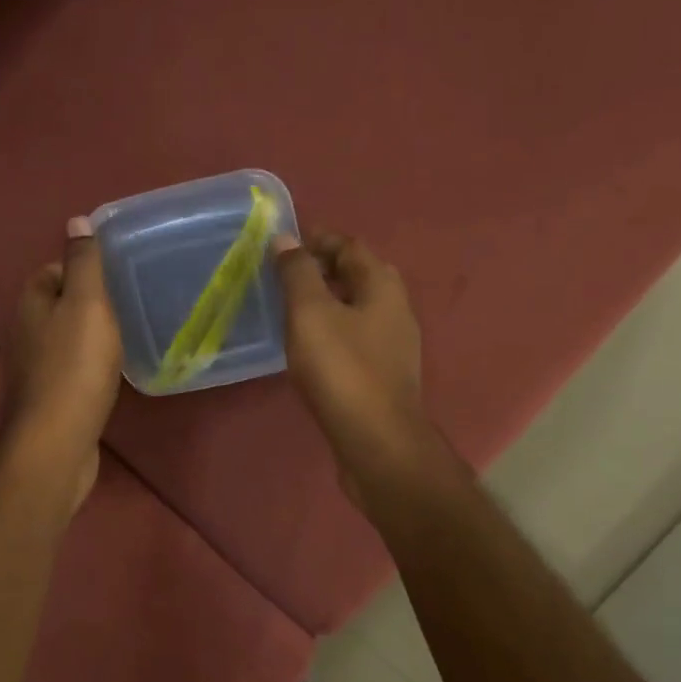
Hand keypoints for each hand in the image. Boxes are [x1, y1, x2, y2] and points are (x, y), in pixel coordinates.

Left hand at [0, 217, 122, 512]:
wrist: (56, 441)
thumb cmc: (75, 366)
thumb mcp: (87, 303)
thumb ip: (84, 262)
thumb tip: (76, 220)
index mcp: (30, 304)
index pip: (52, 272)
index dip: (82, 270)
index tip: (116, 278)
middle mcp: (22, 334)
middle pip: (57, 307)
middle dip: (87, 305)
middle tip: (127, 308)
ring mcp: (30, 371)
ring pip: (62, 341)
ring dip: (87, 339)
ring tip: (124, 341)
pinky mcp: (44, 402)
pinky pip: (67, 373)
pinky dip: (85, 370)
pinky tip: (107, 378)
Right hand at [273, 232, 429, 496]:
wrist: (376, 441)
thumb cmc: (342, 370)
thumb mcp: (311, 313)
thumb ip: (298, 273)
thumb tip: (286, 240)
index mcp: (382, 286)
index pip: (350, 246)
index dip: (319, 239)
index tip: (285, 243)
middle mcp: (395, 309)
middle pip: (358, 275)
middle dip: (324, 268)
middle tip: (286, 274)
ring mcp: (393, 345)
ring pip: (358, 308)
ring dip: (327, 301)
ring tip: (291, 308)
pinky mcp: (384, 375)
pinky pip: (356, 338)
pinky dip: (332, 330)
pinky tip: (309, 347)